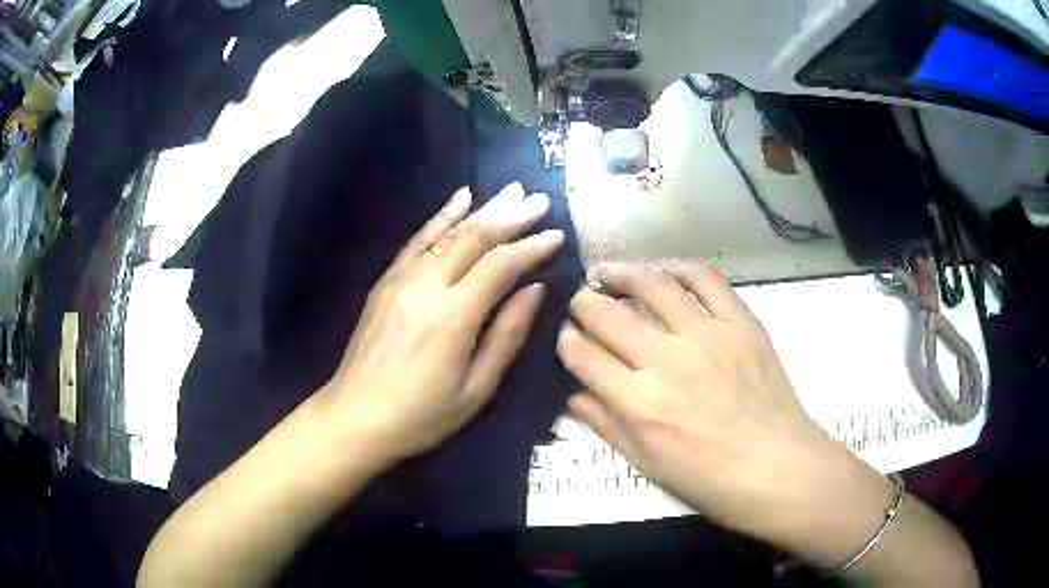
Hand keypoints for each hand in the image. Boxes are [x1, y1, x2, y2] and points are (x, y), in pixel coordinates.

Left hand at [319, 183, 563, 464]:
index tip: (557, 234)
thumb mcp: (476, 389)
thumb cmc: (422, 415)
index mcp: (453, 317)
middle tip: (539, 200)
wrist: (355, 417)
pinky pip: (417, 240)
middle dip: (510, 215)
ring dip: (481, 208)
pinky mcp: (385, 281)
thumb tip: (535, 290)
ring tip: (510, 191)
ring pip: (447, 232)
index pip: (500, 266)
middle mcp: (426, 287)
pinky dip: (441, 216)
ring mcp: (401, 279)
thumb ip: (507, 335)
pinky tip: (459, 198)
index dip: (531, 246)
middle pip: (474, 238)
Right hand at [556, 261, 884, 547]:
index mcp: (638, 403)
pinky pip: (707, 280)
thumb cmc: (708, 478)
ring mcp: (707, 336)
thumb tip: (573, 396)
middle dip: (585, 303)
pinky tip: (666, 269)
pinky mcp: (741, 323)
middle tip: (582, 300)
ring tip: (609, 271)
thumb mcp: (647, 463)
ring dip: (623, 274)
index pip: (583, 355)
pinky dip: (682, 268)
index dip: (567, 341)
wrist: (776, 467)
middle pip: (609, 315)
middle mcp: (666, 361)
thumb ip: (607, 425)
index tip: (566, 336)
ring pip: (653, 286)